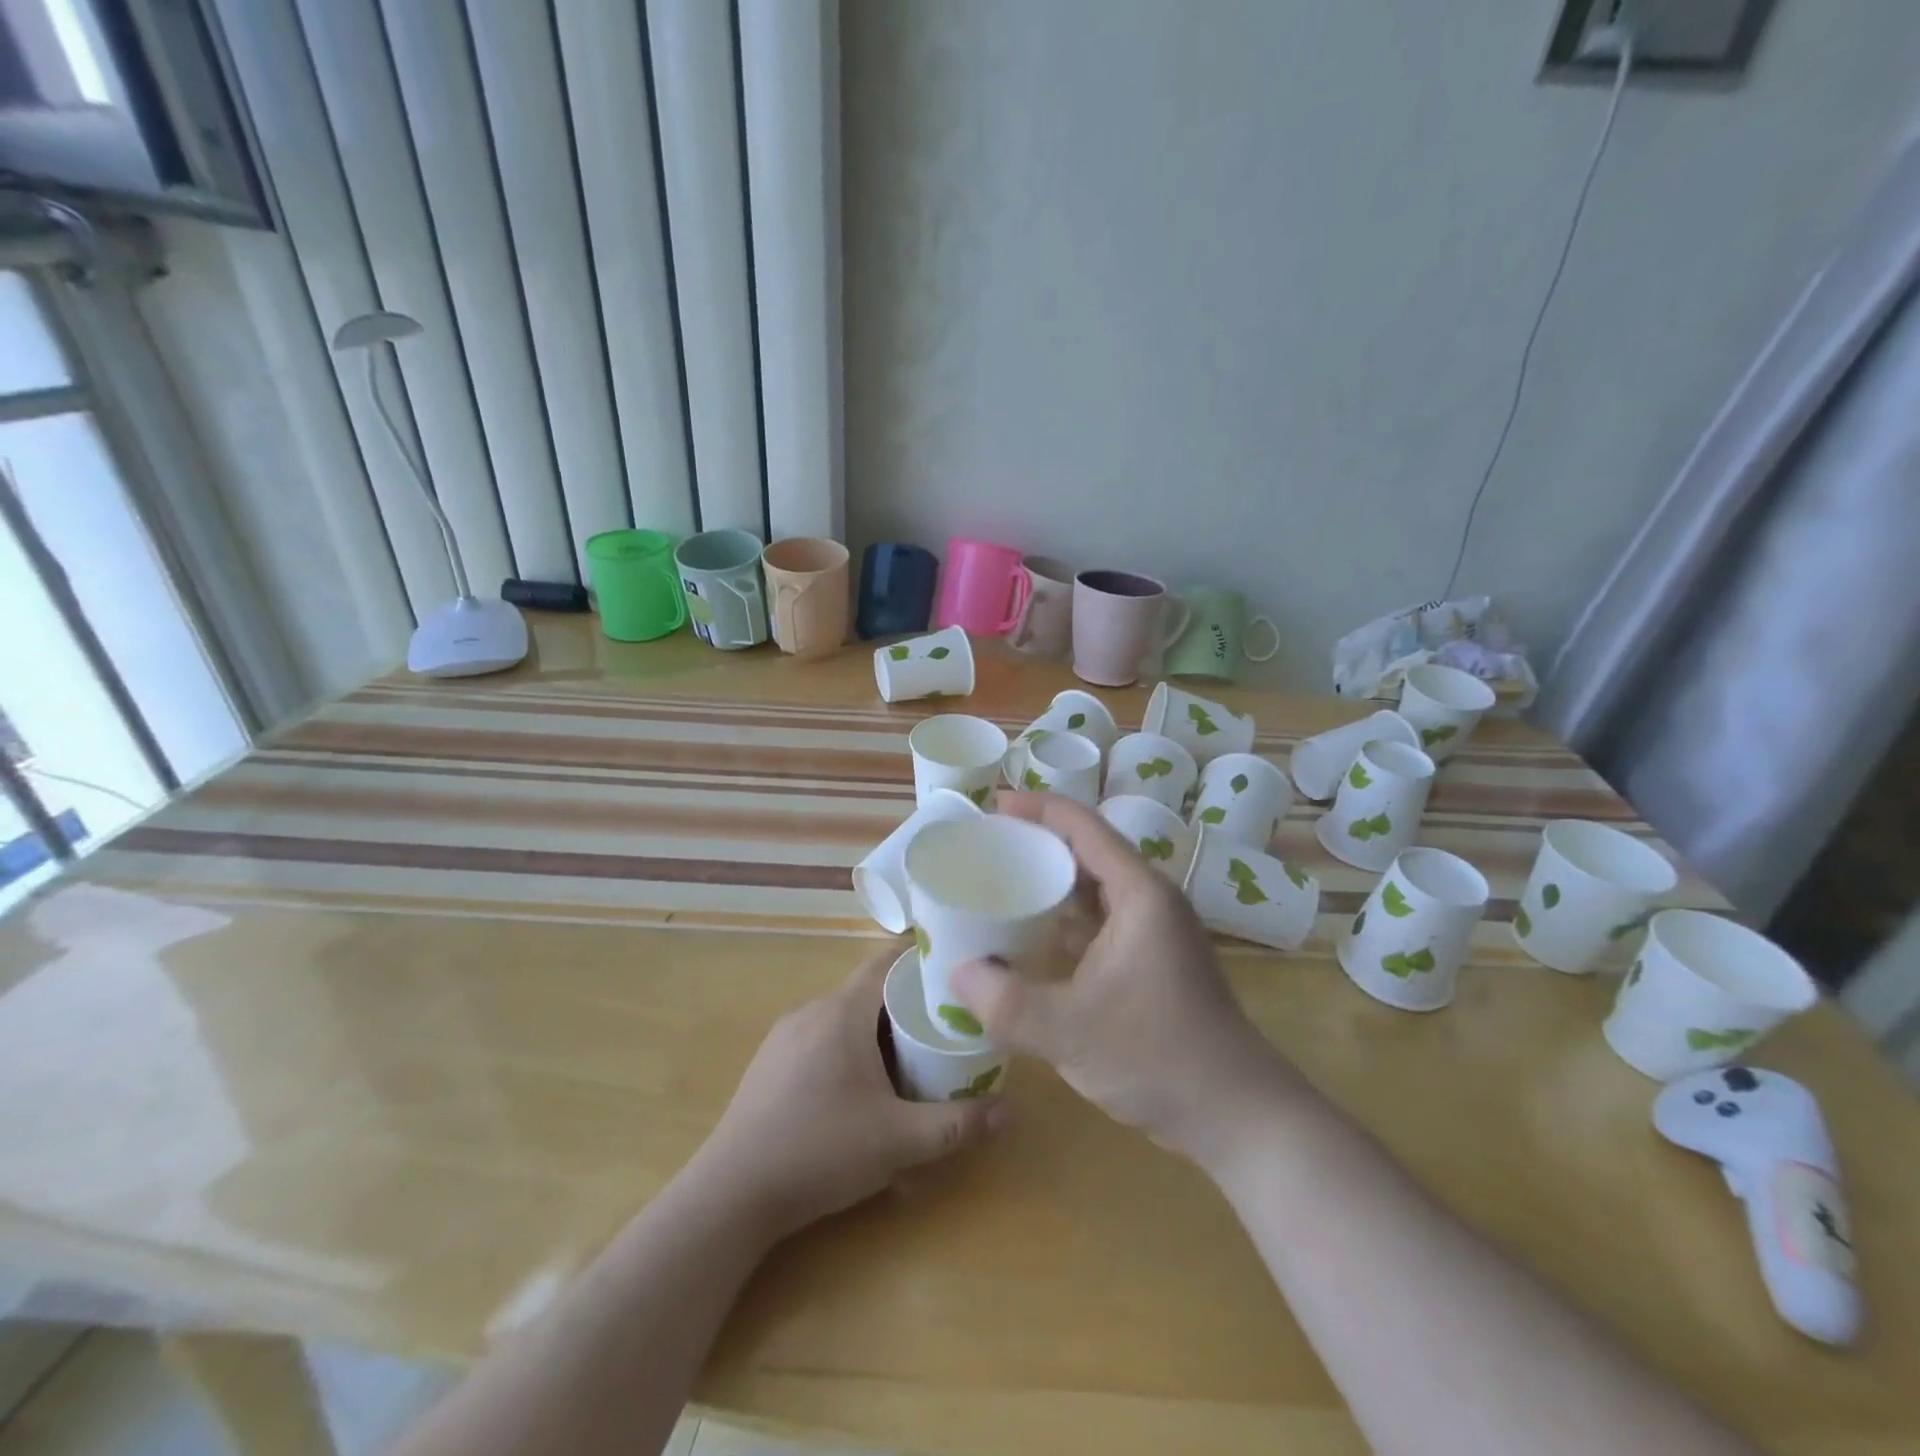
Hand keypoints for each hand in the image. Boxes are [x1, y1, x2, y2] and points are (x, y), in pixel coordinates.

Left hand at [689, 945, 1002, 1241]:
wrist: (730, 1195)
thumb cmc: (820, 1152)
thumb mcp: (898, 1141)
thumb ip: (956, 1124)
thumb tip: (1009, 1112)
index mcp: (842, 1012)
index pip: (885, 962)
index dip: (920, 963)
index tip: (954, 975)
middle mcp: (811, 1011)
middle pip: (868, 991)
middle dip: (906, 1007)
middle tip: (942, 1032)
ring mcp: (785, 1037)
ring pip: (844, 1017)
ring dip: (876, 1032)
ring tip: (908, 1063)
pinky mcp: (770, 1064)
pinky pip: (821, 1039)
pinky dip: (848, 1050)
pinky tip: (858, 1093)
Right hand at [951, 793, 1311, 1168]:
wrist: (1235, 1115)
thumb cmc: (1157, 1056)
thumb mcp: (1069, 1030)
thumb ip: (1005, 1001)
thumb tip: (957, 972)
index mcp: (1139, 893)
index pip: (1084, 827)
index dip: (1038, 808)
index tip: (993, 805)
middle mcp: (1150, 902)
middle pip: (1088, 852)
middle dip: (1038, 844)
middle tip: (986, 848)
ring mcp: (1154, 934)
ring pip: (1094, 890)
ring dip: (1051, 884)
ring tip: (1000, 885)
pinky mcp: (1151, 963)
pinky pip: (1100, 923)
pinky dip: (1064, 921)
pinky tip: (1031, 938)